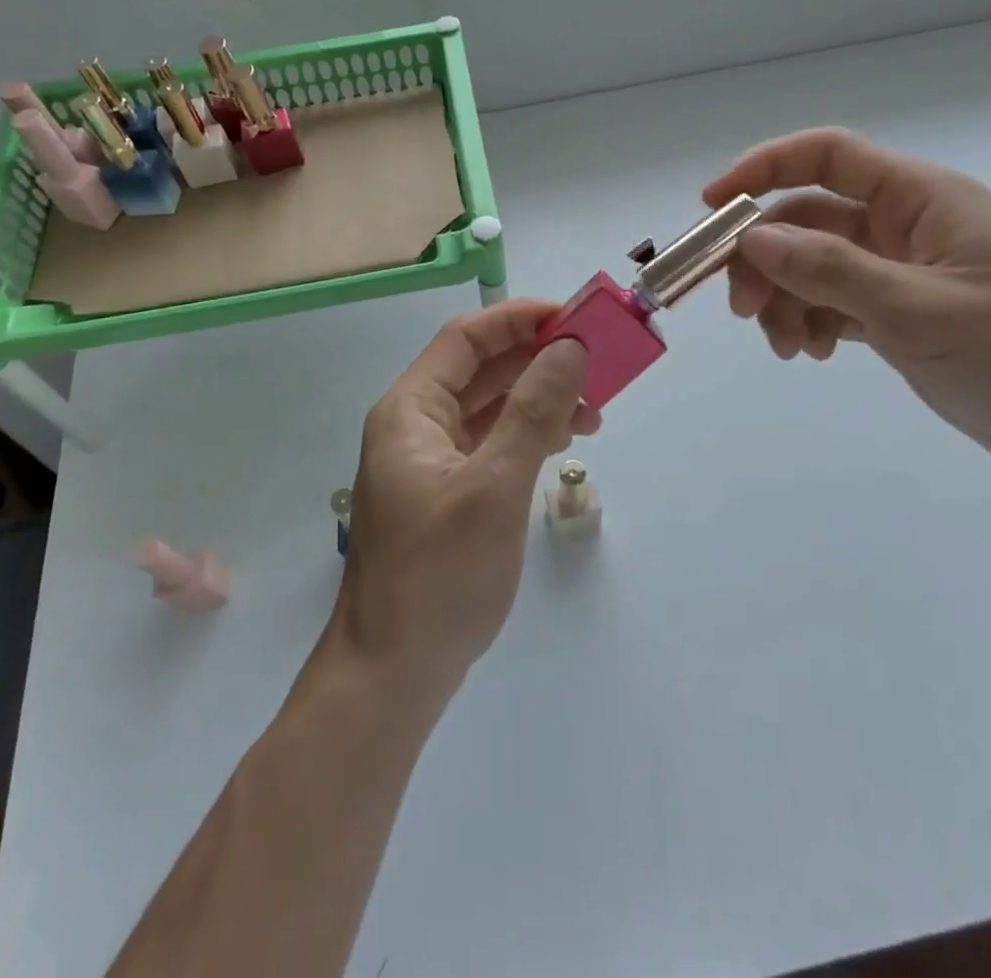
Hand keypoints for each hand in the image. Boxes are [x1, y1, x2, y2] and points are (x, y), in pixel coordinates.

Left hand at [329, 301, 597, 697]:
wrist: (393, 672)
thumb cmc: (439, 574)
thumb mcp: (495, 488)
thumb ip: (533, 413)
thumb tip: (569, 349)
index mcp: (410, 411)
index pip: (465, 339)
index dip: (518, 320)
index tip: (573, 318)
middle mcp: (415, 426)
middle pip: (479, 370)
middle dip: (536, 360)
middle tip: (596, 363)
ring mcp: (428, 462)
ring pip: (488, 408)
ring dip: (537, 399)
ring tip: (593, 413)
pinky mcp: (445, 493)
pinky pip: (489, 444)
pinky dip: (525, 435)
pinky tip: (560, 444)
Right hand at [704, 129, 990, 480]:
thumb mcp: (919, 311)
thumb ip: (831, 270)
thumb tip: (752, 238)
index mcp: (922, 199)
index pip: (829, 156)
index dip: (764, 168)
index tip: (713, 206)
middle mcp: (905, 225)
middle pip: (808, 220)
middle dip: (766, 259)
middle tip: (742, 308)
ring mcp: (899, 269)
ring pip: (812, 265)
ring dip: (784, 299)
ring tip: (787, 347)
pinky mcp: (897, 310)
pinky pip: (831, 300)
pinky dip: (809, 321)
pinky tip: (813, 353)